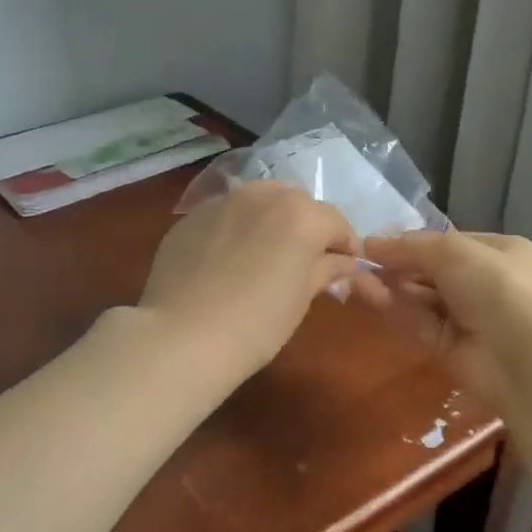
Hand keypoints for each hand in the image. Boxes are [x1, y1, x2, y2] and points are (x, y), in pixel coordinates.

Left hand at [139, 181, 363, 378]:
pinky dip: (236, 231)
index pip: (337, 223)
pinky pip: (226, 217)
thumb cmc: (257, 324)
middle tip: (307, 264)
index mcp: (301, 214)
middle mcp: (263, 195)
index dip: (348, 247)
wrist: (183, 336)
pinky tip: (229, 263)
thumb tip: (344, 264)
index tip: (349, 271)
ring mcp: (222, 202)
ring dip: (271, 222)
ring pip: (259, 203)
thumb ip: (326, 270)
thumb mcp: (301, 298)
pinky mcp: (190, 218)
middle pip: (297, 204)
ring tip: (267, 257)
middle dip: (309, 228)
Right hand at [358, 229, 531, 401]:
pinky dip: (395, 308)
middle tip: (362, 261)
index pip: (450, 243)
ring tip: (357, 277)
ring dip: (391, 286)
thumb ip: (410, 246)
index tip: (377, 242)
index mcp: (501, 252)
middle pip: (432, 271)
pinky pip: (419, 322)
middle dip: (398, 266)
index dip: (414, 242)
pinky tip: (368, 295)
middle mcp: (487, 283)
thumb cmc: (495, 286)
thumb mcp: (452, 251)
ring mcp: (470, 317)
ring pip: (422, 298)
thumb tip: (370, 243)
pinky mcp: (451, 347)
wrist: (520, 355)